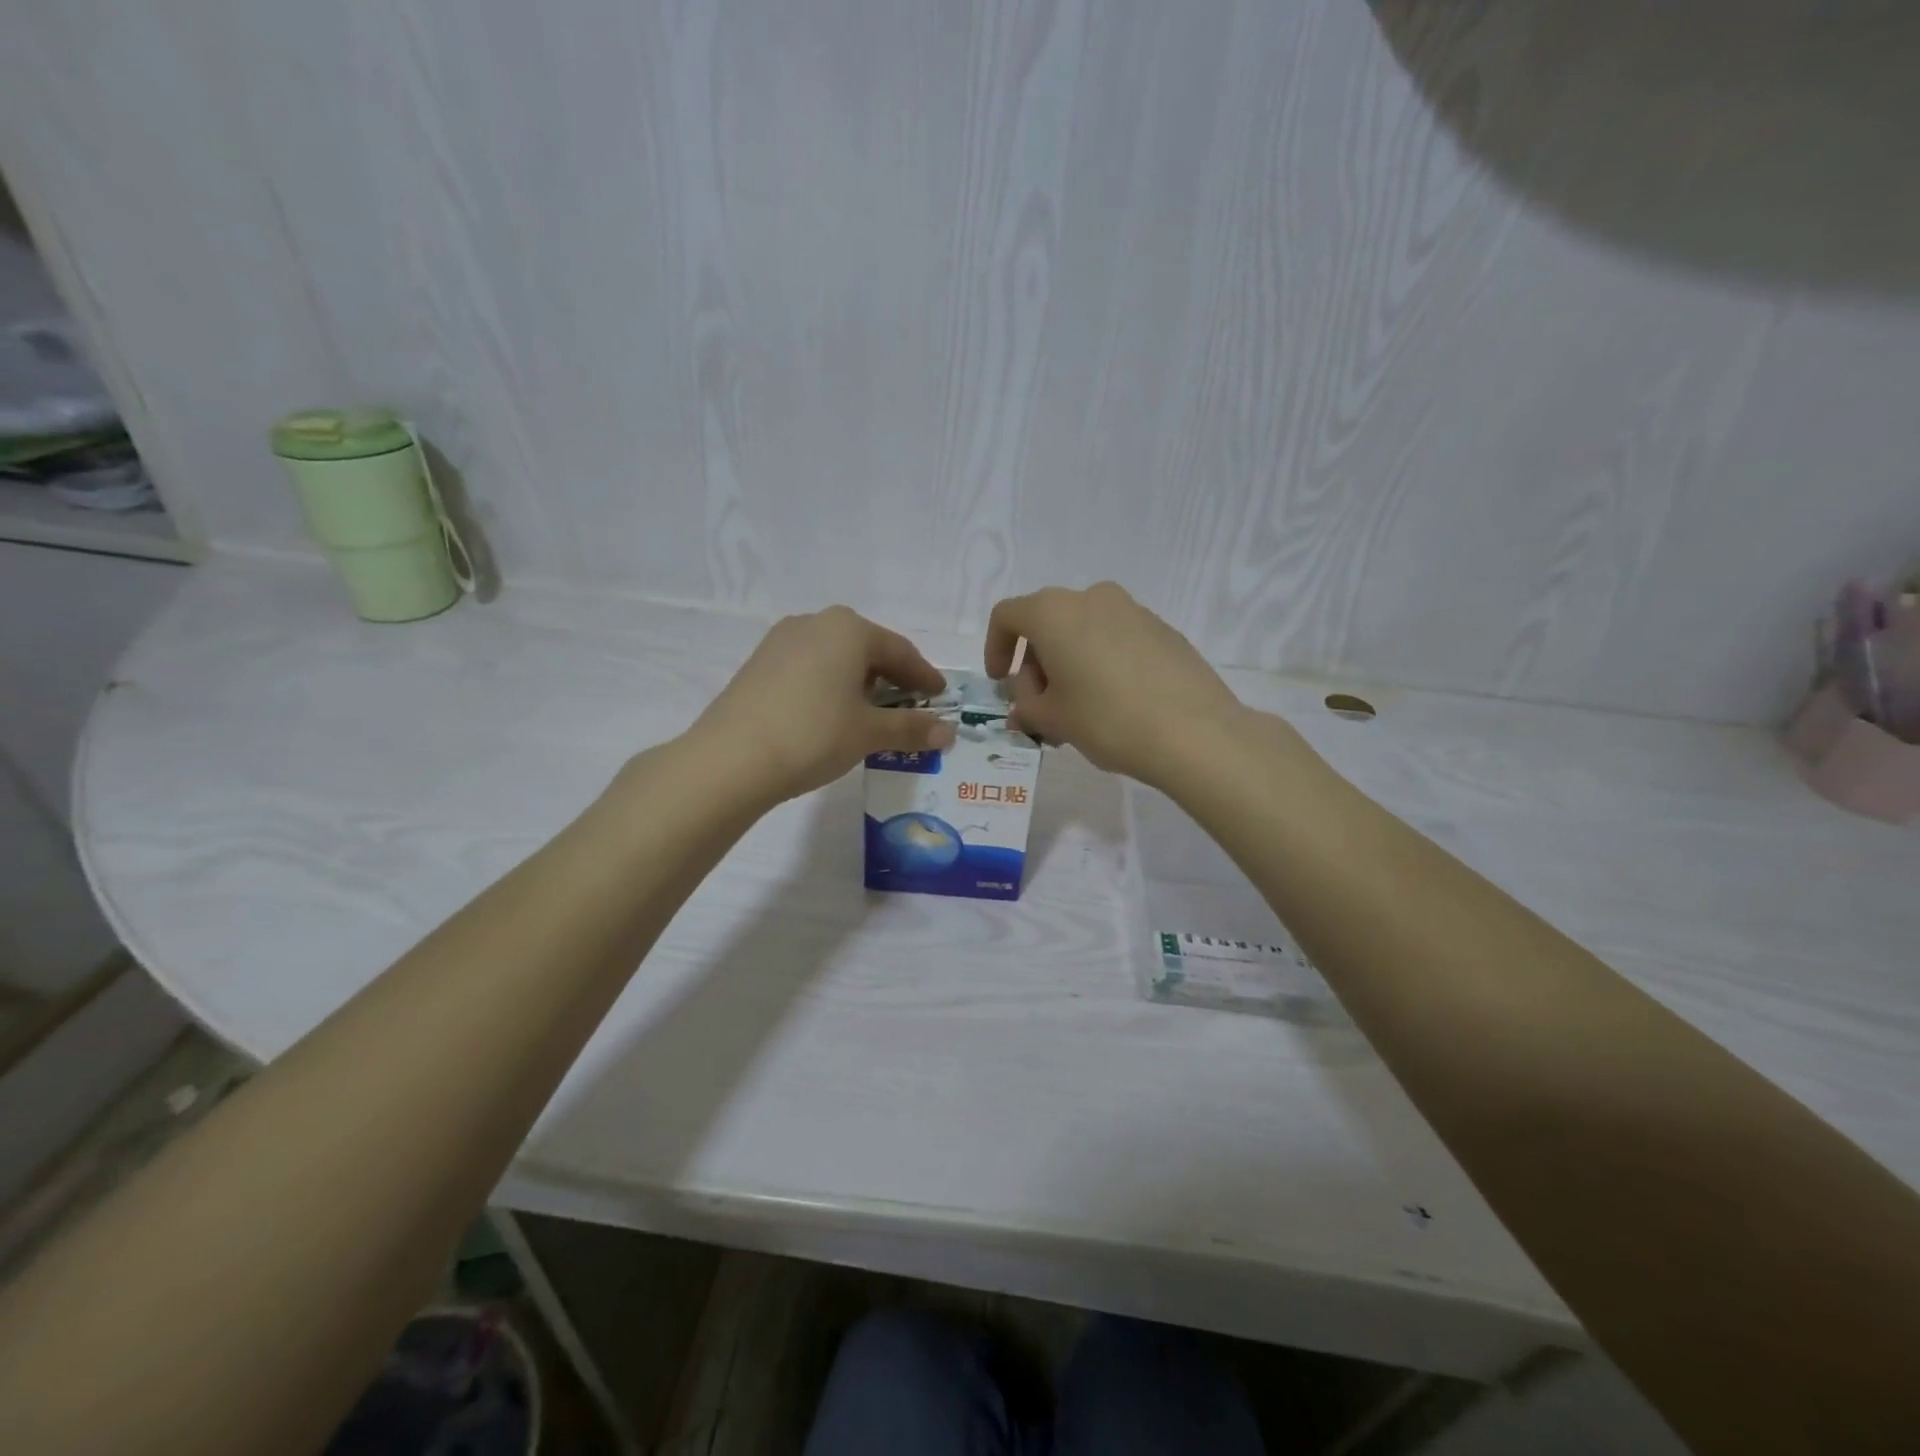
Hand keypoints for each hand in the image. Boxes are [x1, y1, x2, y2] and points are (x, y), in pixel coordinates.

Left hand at [694, 607, 955, 803]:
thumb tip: (949, 732)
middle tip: (910, 704)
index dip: (924, 676)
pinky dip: (830, 686)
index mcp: (849, 629)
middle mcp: (815, 623)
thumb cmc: (813, 735)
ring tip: (872, 712)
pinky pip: (810, 667)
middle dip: (891, 677)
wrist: (731, 759)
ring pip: (836, 657)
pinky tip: (832, 713)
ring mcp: (782, 641)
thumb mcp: (869, 733)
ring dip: (860, 681)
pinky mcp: (759, 664)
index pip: (900, 650)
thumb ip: (911, 728)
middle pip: (867, 649)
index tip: (940, 696)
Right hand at [985, 582, 1245, 785]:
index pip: (1007, 616)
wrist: (1194, 732)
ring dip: (1069, 665)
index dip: (995, 649)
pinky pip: (1116, 638)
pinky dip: (1102, 662)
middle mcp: (1091, 597)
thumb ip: (1027, 707)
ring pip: (1083, 631)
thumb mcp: (1053, 719)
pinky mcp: (1162, 629)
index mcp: (1054, 612)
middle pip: (1047, 623)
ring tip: (1078, 712)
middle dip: (1036, 664)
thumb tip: (1025, 705)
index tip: (1002, 683)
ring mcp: (1132, 609)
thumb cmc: (1106, 720)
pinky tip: (1114, 703)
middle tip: (1041, 708)